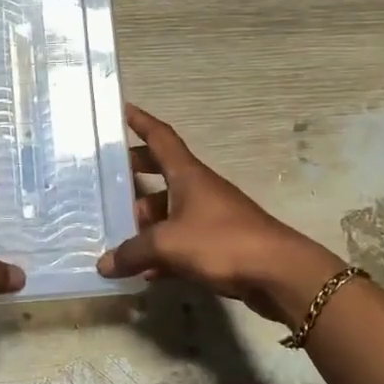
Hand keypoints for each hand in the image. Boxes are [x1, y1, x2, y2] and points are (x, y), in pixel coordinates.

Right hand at [98, 105, 345, 325]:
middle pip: (162, 172)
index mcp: (188, 175)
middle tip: (109, 179)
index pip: (161, 138)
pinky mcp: (220, 244)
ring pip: (170, 210)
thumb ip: (133, 252)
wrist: (279, 272)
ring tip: (118, 233)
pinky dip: (164, 251)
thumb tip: (103, 264)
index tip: (123, 110)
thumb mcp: (168, 245)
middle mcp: (199, 189)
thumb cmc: (222, 242)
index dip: (141, 122)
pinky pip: (182, 241)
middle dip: (136, 173)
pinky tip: (147, 272)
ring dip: (146, 219)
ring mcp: (211, 216)